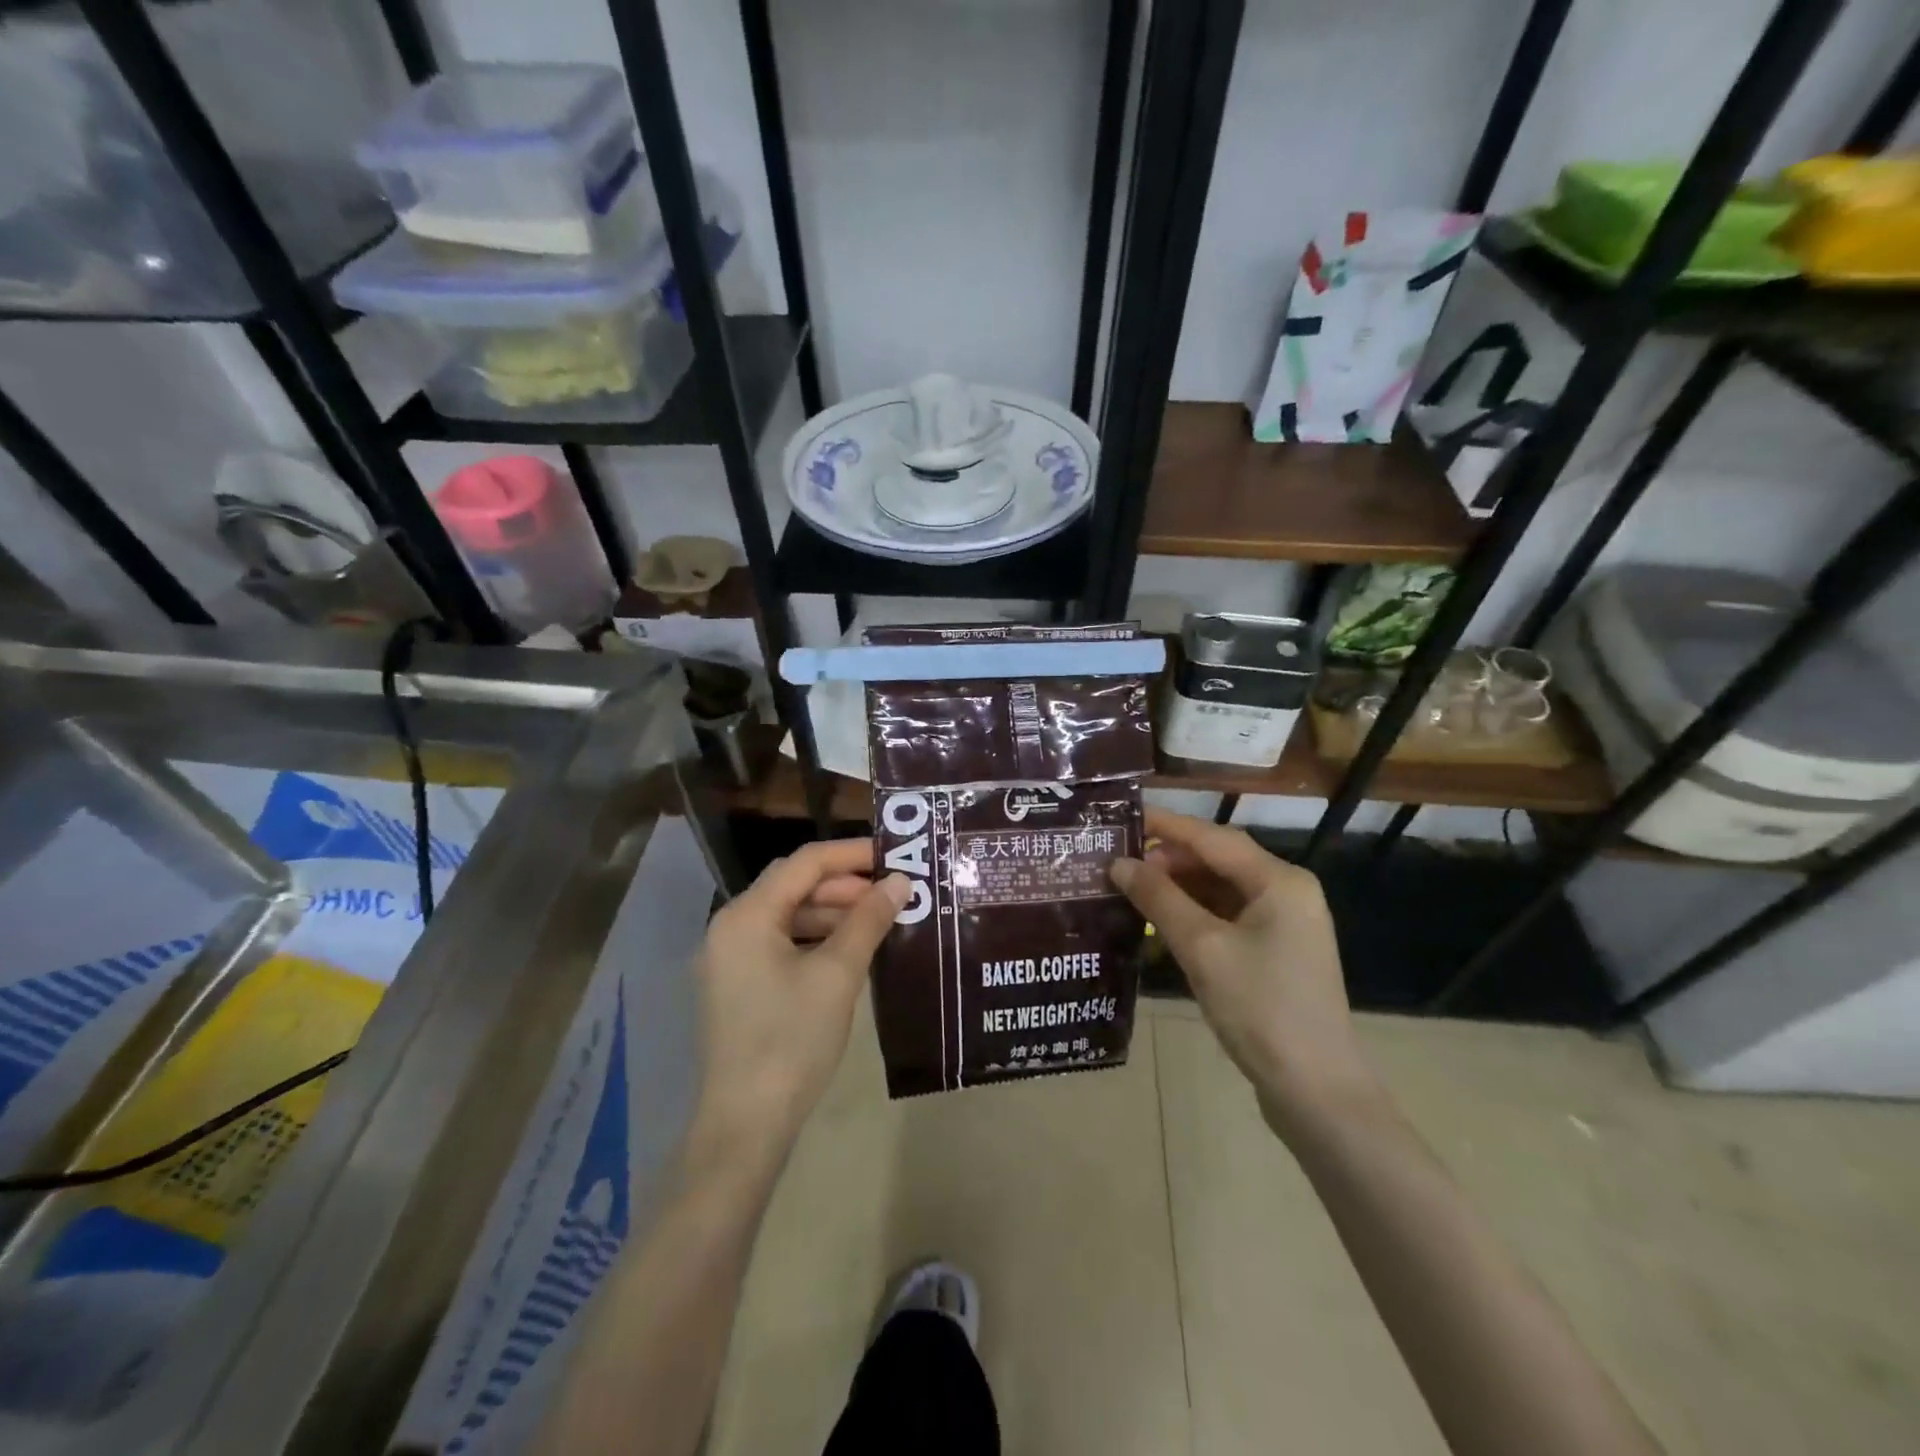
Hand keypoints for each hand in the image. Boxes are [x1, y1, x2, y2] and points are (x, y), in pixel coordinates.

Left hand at [691, 839, 908, 1157]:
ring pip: (788, 916)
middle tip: (891, 893)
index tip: (894, 855)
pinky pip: (780, 944)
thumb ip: (868, 920)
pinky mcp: (737, 986)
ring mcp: (729, 959)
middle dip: (844, 885)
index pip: (804, 863)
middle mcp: (730, 928)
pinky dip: (815, 940)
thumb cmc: (792, 1040)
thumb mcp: (837, 974)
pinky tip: (849, 953)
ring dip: (832, 913)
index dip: (851, 854)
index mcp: (747, 915)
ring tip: (878, 922)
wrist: (746, 1126)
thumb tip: (899, 881)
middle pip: (793, 886)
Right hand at [1111, 809, 1376, 1136]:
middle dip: (1168, 861)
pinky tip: (1159, 925)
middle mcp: (1287, 892)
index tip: (1123, 818)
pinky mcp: (1275, 953)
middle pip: (1218, 861)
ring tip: (1130, 891)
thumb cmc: (1261, 1009)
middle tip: (1118, 864)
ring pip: (1221, 890)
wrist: (1316, 1091)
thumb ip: (1159, 900)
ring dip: (1178, 889)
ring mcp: (1284, 924)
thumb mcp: (1203, 948)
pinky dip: (1194, 916)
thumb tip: (1120, 864)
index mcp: (1279, 881)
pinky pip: (1228, 918)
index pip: (1213, 837)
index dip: (1166, 825)